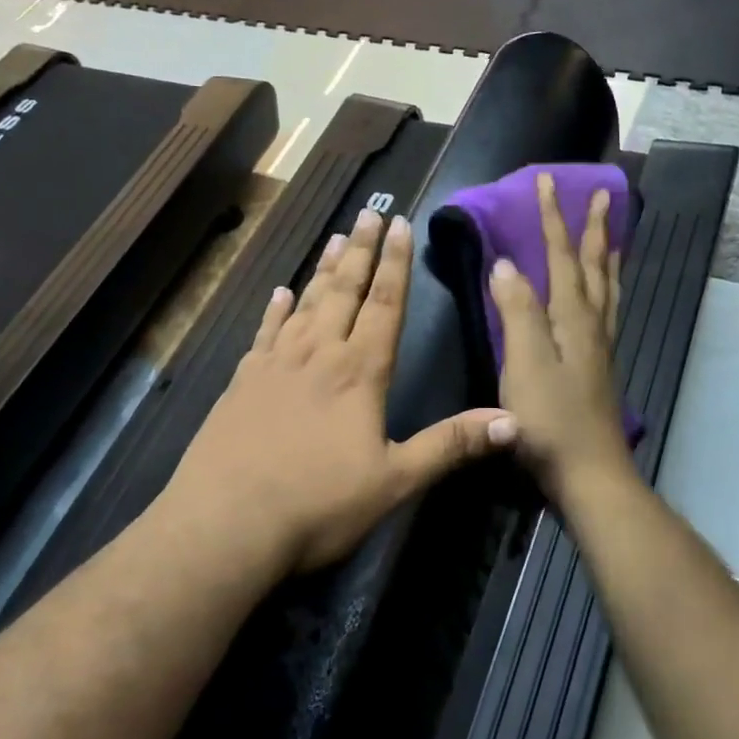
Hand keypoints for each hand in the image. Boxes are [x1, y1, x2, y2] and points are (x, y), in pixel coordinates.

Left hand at [163, 207, 518, 576]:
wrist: (224, 525)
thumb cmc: (317, 504)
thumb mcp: (395, 480)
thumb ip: (451, 445)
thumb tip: (513, 420)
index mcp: (359, 372)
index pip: (384, 305)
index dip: (395, 264)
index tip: (399, 224)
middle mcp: (318, 354)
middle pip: (344, 291)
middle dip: (361, 251)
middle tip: (369, 213)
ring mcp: (275, 364)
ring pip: (306, 303)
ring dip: (323, 269)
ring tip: (335, 237)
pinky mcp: (242, 381)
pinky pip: (264, 333)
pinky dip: (274, 310)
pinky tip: (279, 293)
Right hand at [489, 173, 631, 505]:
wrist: (588, 475)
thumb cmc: (550, 420)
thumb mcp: (524, 363)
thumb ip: (517, 312)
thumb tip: (506, 263)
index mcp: (572, 318)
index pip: (561, 256)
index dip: (552, 218)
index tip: (547, 181)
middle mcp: (592, 325)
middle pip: (595, 266)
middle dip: (594, 228)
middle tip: (604, 195)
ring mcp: (599, 347)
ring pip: (608, 288)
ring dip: (608, 255)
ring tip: (613, 234)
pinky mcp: (598, 367)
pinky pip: (607, 310)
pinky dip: (607, 288)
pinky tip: (602, 297)